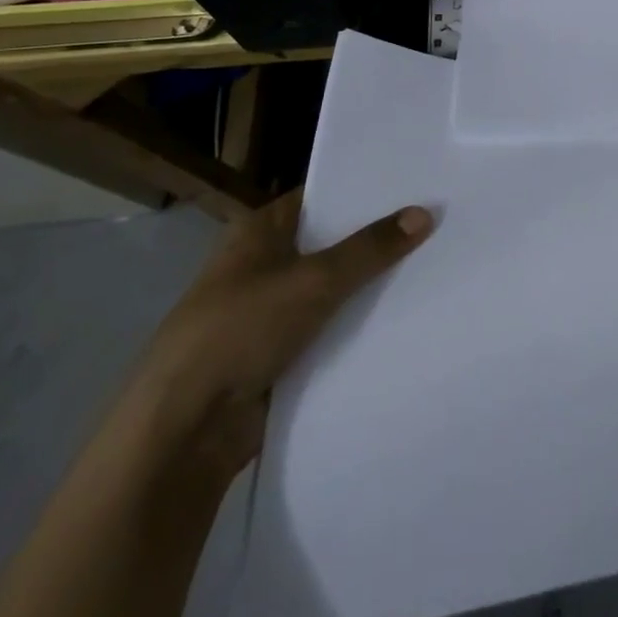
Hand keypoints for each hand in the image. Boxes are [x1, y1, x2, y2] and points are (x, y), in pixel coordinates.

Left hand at [127, 189, 433, 474]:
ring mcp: (268, 314)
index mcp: (260, 231)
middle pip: (330, 243)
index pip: (321, 196)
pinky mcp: (277, 358)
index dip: (363, 190)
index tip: (412, 184)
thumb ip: (370, 248)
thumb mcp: (313, 280)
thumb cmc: (240, 330)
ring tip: (433, 266)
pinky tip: (403, 318)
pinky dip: (355, 329)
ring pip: (331, 290)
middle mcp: (263, 265)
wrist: (183, 432)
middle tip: (435, 222)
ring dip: (368, 287)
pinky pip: (327, 332)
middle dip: (374, 239)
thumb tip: (425, 212)